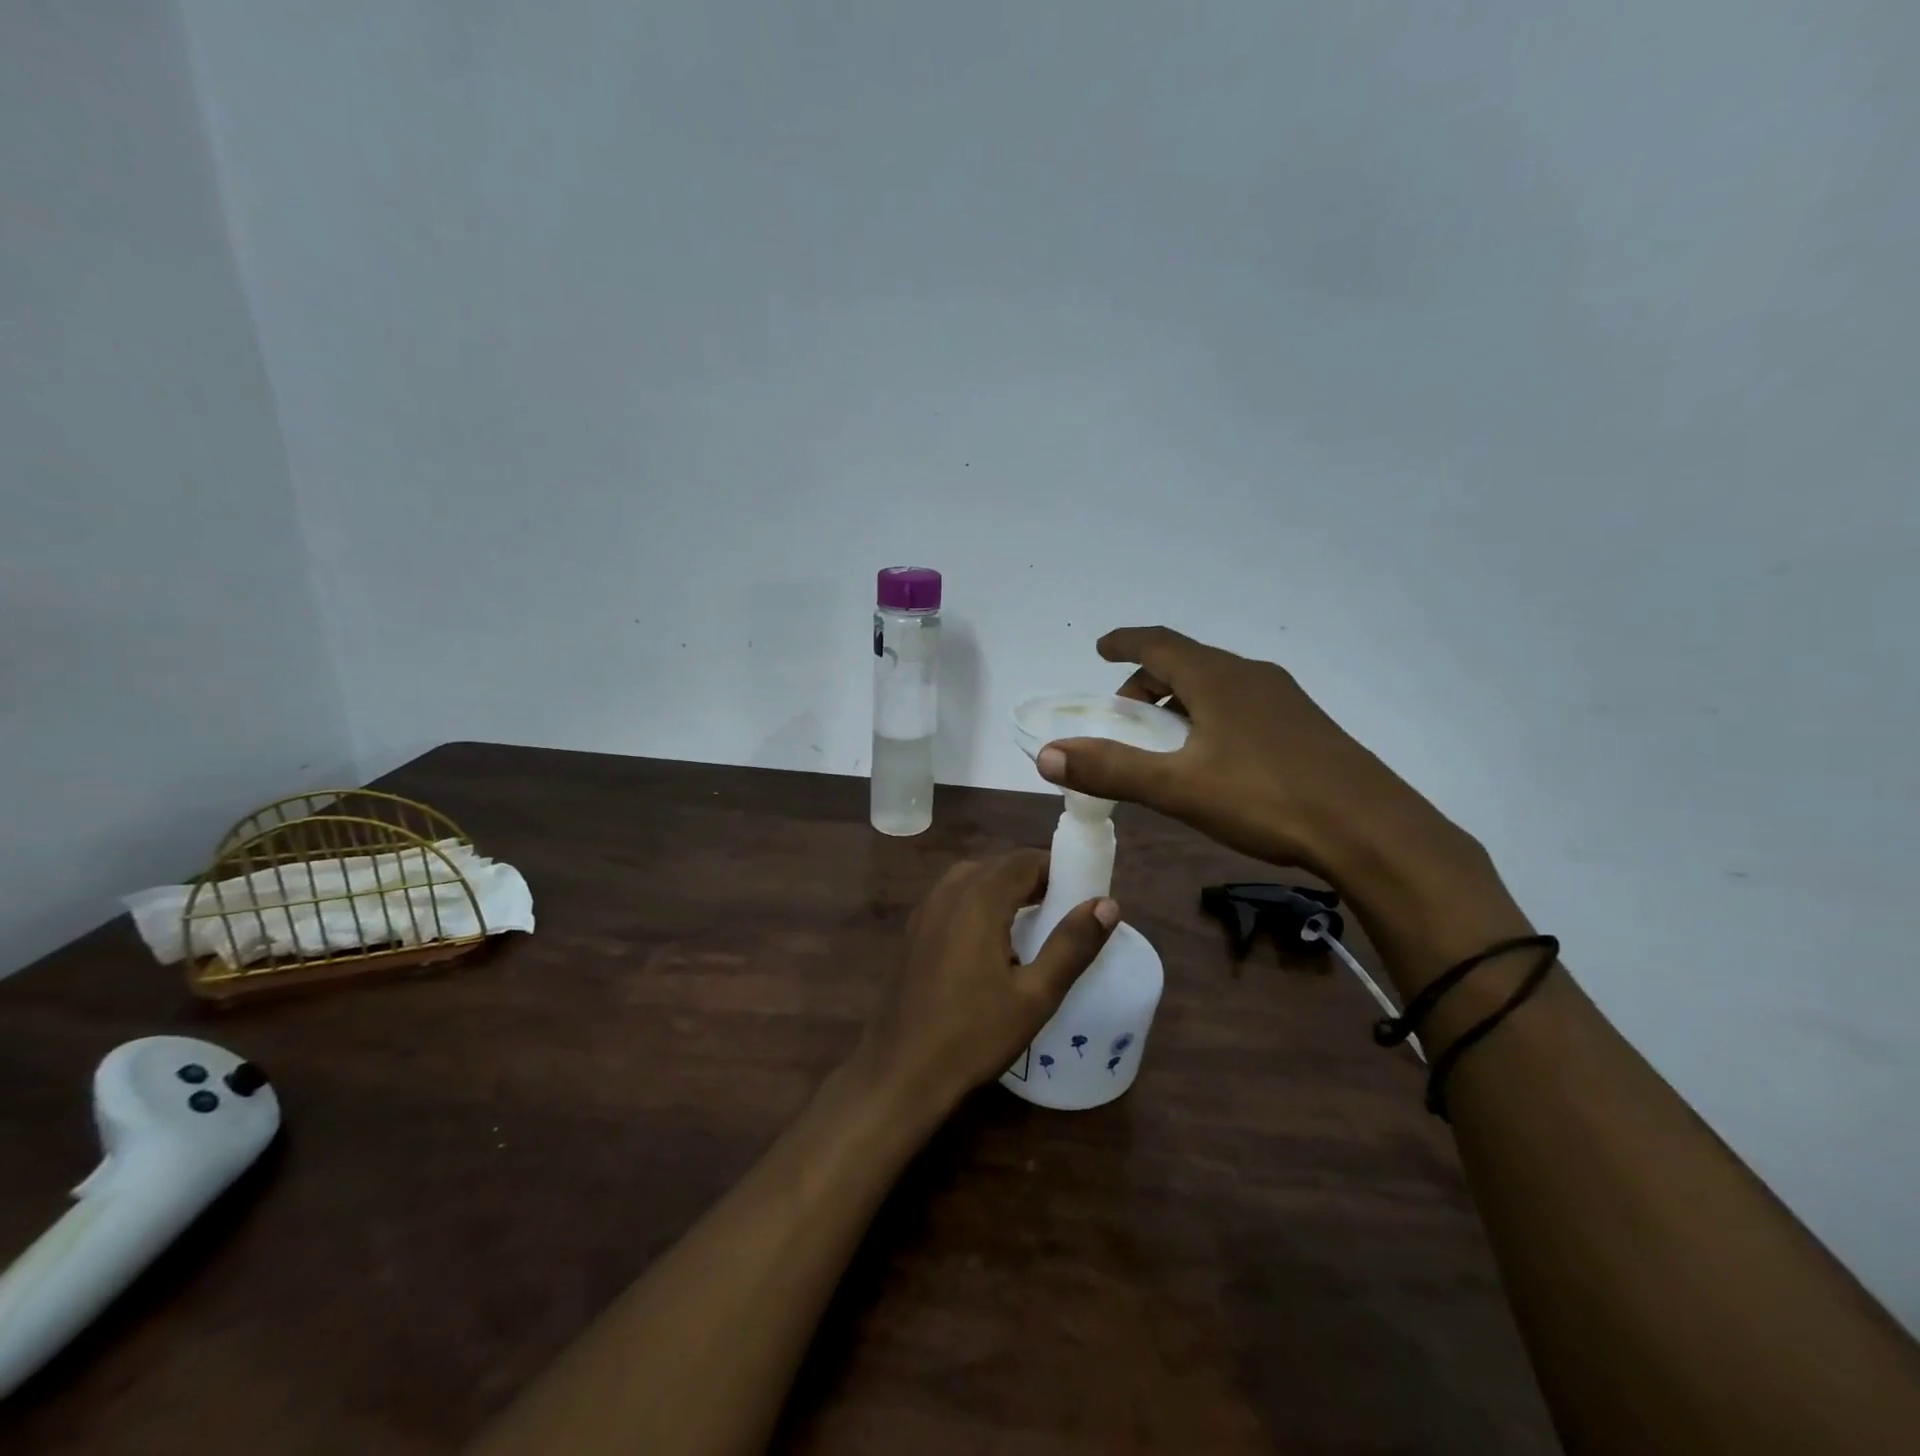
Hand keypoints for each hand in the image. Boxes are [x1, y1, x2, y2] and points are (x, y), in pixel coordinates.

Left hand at [854, 851, 1117, 1116]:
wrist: (902, 1071)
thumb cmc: (974, 1035)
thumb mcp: (1036, 996)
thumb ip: (1072, 945)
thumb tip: (1107, 903)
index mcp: (979, 898)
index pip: (1026, 860)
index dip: (1058, 871)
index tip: (1082, 896)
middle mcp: (948, 891)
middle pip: (1000, 865)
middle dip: (1035, 880)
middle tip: (1064, 914)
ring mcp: (925, 909)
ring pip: (975, 879)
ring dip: (1006, 890)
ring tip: (1034, 926)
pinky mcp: (914, 930)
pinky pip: (954, 898)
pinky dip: (980, 903)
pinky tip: (993, 942)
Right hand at [1035, 626, 1468, 881]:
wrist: (1371, 830)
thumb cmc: (1267, 799)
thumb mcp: (1178, 787)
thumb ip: (1111, 769)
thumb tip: (1046, 755)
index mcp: (1217, 678)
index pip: (1159, 643)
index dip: (1125, 642)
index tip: (1101, 647)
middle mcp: (1250, 676)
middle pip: (1187, 663)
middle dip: (1148, 681)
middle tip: (1125, 715)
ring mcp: (1283, 700)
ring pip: (1216, 685)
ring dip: (1180, 701)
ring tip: (1165, 740)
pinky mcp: (1304, 726)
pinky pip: (1242, 705)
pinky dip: (1210, 715)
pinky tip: (1215, 758)